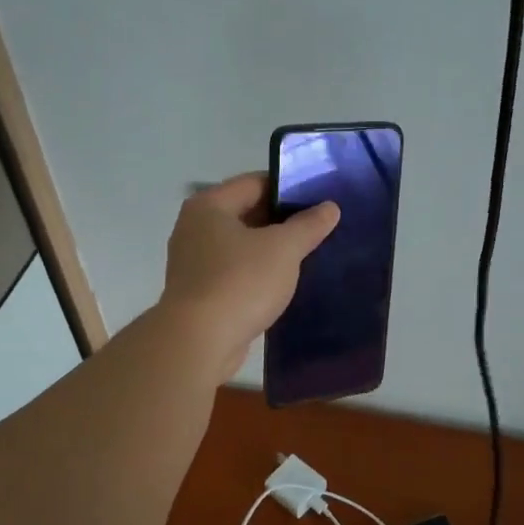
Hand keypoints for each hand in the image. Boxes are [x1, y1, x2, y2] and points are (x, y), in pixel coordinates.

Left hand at [159, 173, 338, 380]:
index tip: (320, 198)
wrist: (199, 342)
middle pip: (246, 214)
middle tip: (320, 228)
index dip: (289, 188)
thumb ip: (308, 225)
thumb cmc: (240, 282)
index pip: (255, 183)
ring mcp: (194, 263)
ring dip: (271, 251)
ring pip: (241, 247)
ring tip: (308, 255)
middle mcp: (195, 229)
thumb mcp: (283, 249)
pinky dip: (257, 276)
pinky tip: (284, 285)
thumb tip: (329, 207)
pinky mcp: (200, 294)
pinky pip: (235, 274)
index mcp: (209, 206)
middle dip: (282, 221)